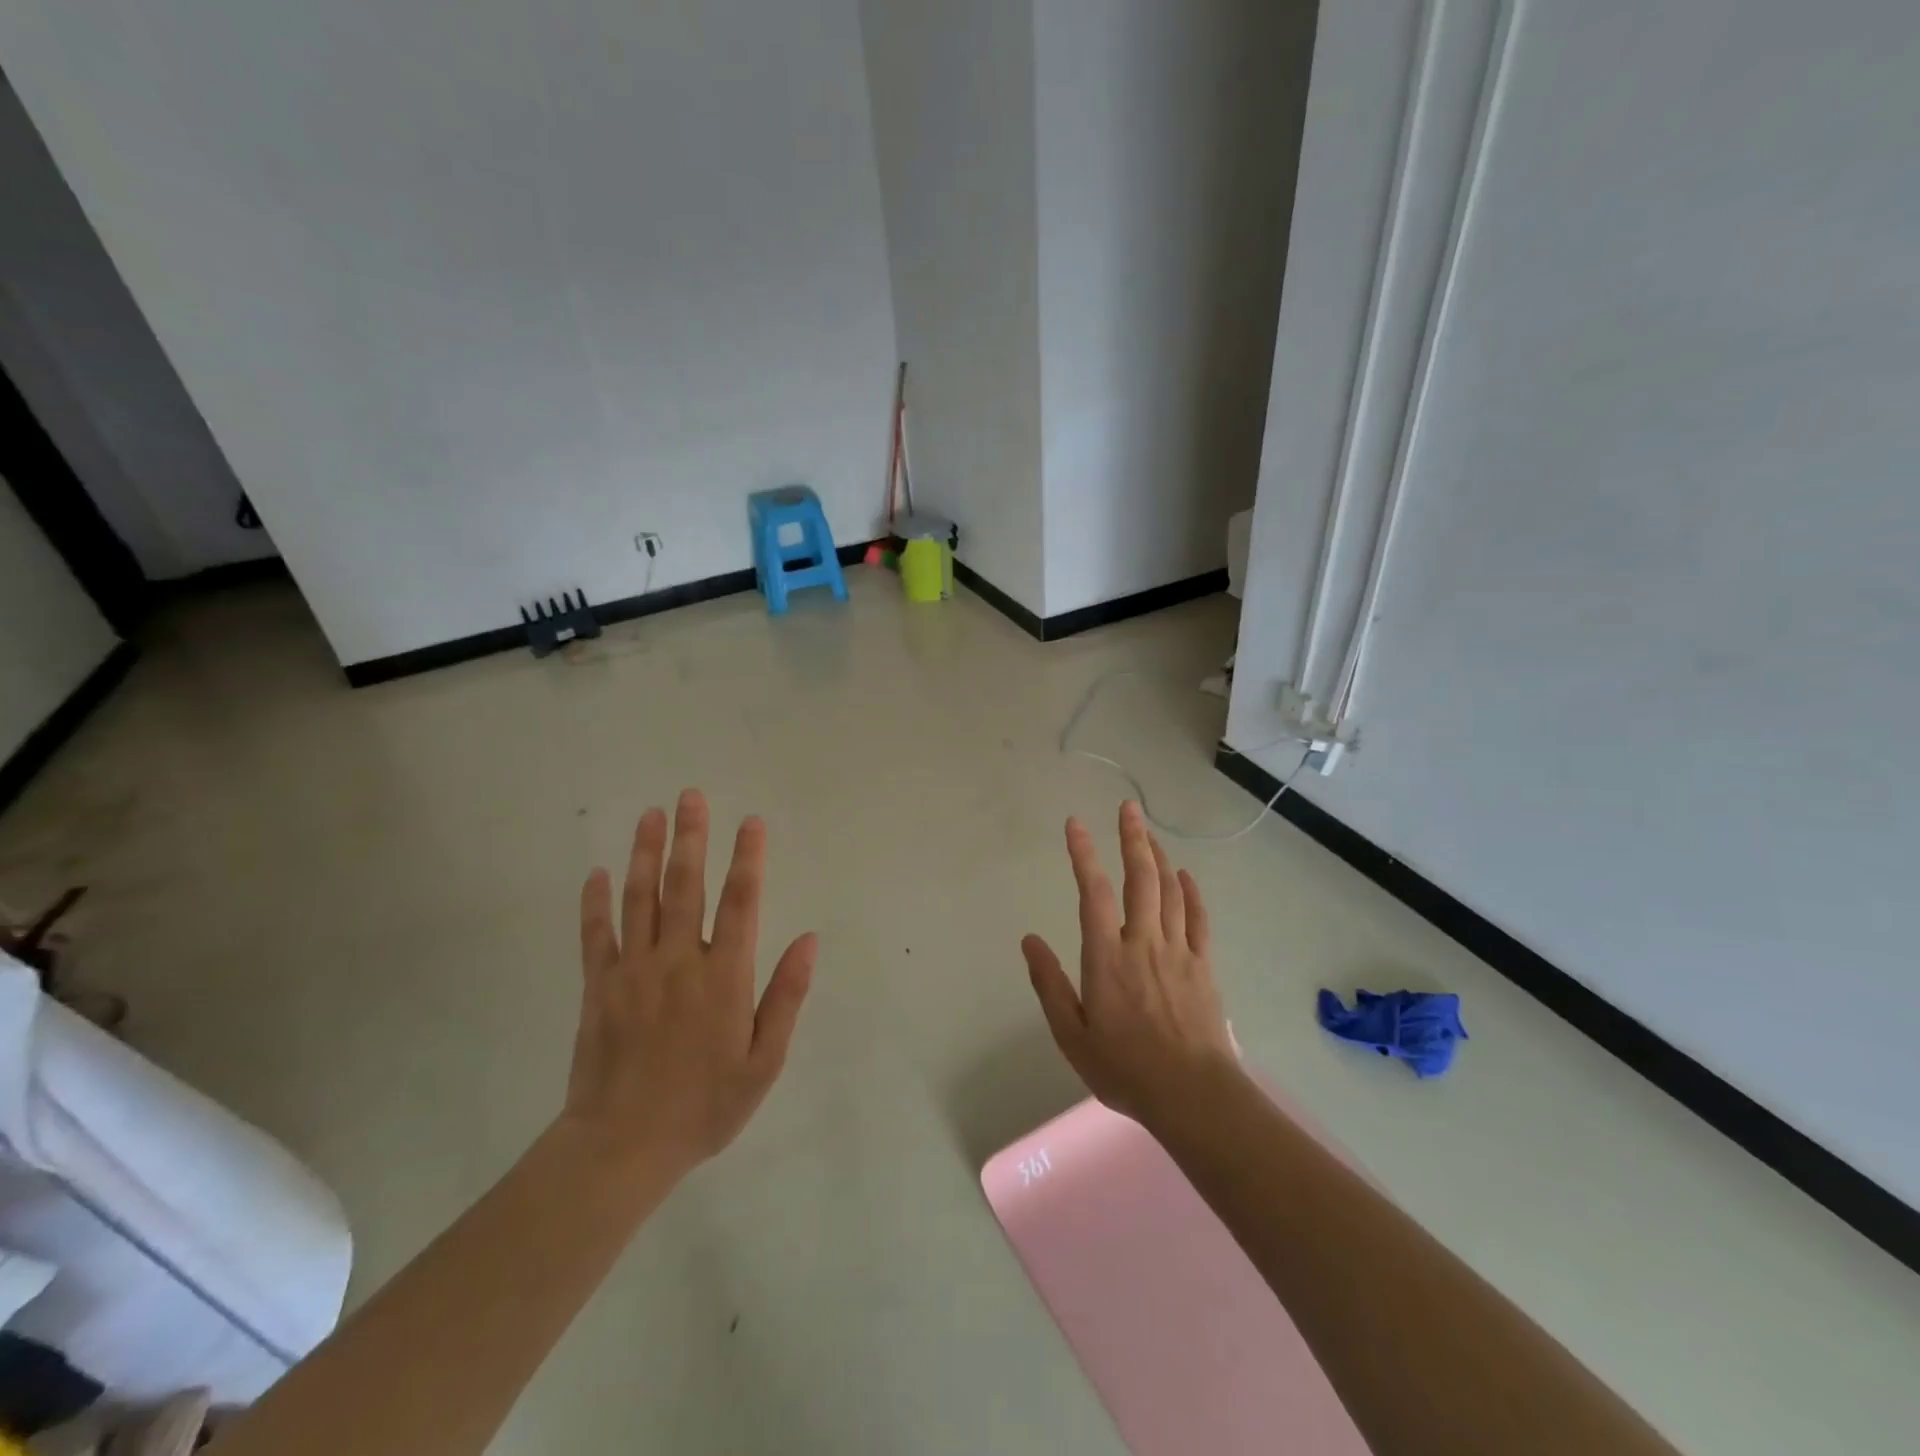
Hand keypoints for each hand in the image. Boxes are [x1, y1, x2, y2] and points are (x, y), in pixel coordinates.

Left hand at [563, 789, 815, 1179]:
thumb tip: (810, 939)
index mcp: (724, 975)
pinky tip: (597, 873)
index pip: (741, 902)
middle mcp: (679, 960)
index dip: (748, 858)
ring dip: (646, 853)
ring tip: (651, 815)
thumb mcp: (764, 1061)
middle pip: (686, 885)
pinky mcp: (599, 987)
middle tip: (691, 796)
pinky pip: (596, 935)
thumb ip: (786, 995)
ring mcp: (633, 970)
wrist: (622, 1147)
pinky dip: (595, 902)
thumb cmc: (705, 1106)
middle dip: (692, 837)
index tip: (751, 822)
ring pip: (640, 898)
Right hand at [1022, 801, 1241, 1127]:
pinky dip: (1191, 892)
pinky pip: (1198, 918)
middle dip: (1133, 838)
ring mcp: (1178, 951)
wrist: (1192, 1095)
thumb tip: (1029, 941)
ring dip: (1159, 856)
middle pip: (1140, 878)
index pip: (1093, 892)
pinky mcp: (1203, 965)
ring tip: (1148, 832)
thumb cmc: (1124, 1068)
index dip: (1084, 854)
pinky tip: (1185, 875)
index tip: (1076, 824)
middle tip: (1128, 808)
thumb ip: (1049, 984)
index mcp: (1107, 957)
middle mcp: (1143, 942)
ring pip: (1170, 891)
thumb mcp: (1071, 1035)